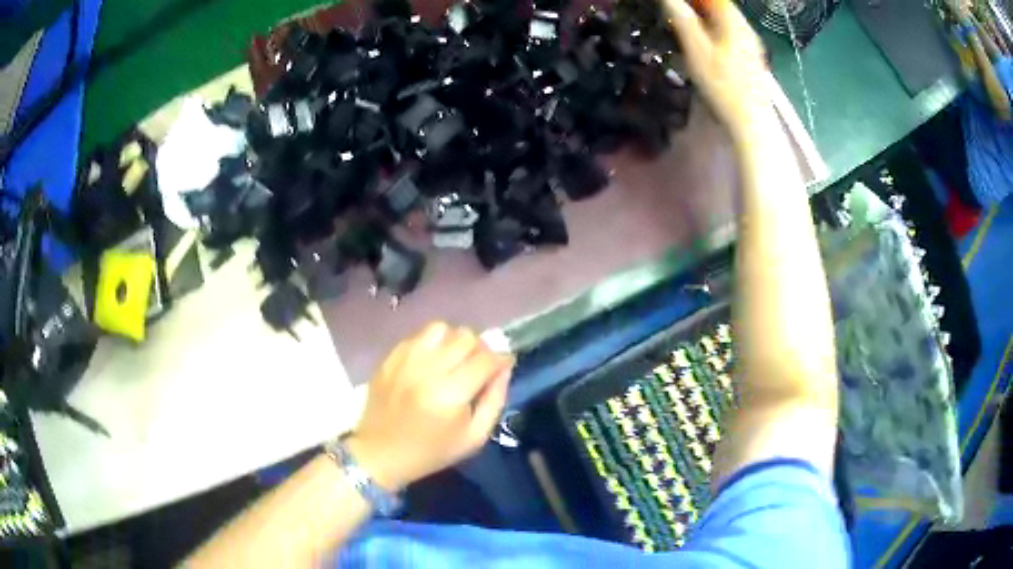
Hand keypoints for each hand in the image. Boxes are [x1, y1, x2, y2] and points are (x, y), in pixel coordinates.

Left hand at [346, 322, 513, 490]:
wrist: (381, 453)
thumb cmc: (431, 451)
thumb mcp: (474, 437)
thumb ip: (494, 401)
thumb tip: (504, 369)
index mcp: (450, 395)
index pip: (486, 359)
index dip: (501, 359)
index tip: (504, 366)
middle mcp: (427, 370)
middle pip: (466, 337)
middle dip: (479, 349)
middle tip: (478, 366)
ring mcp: (405, 360)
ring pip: (442, 329)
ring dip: (454, 342)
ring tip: (453, 360)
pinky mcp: (390, 357)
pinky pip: (419, 335)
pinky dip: (432, 344)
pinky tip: (431, 363)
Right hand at [665, 0, 771, 139]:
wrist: (750, 121)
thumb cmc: (723, 84)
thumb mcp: (696, 49)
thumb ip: (681, 18)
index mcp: (733, 20)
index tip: (675, 4)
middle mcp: (745, 28)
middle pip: (720, 6)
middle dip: (698, 5)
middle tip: (675, 11)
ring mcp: (750, 44)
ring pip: (725, 20)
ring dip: (704, 17)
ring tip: (684, 23)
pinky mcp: (750, 58)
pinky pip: (730, 34)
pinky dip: (714, 30)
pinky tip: (703, 42)